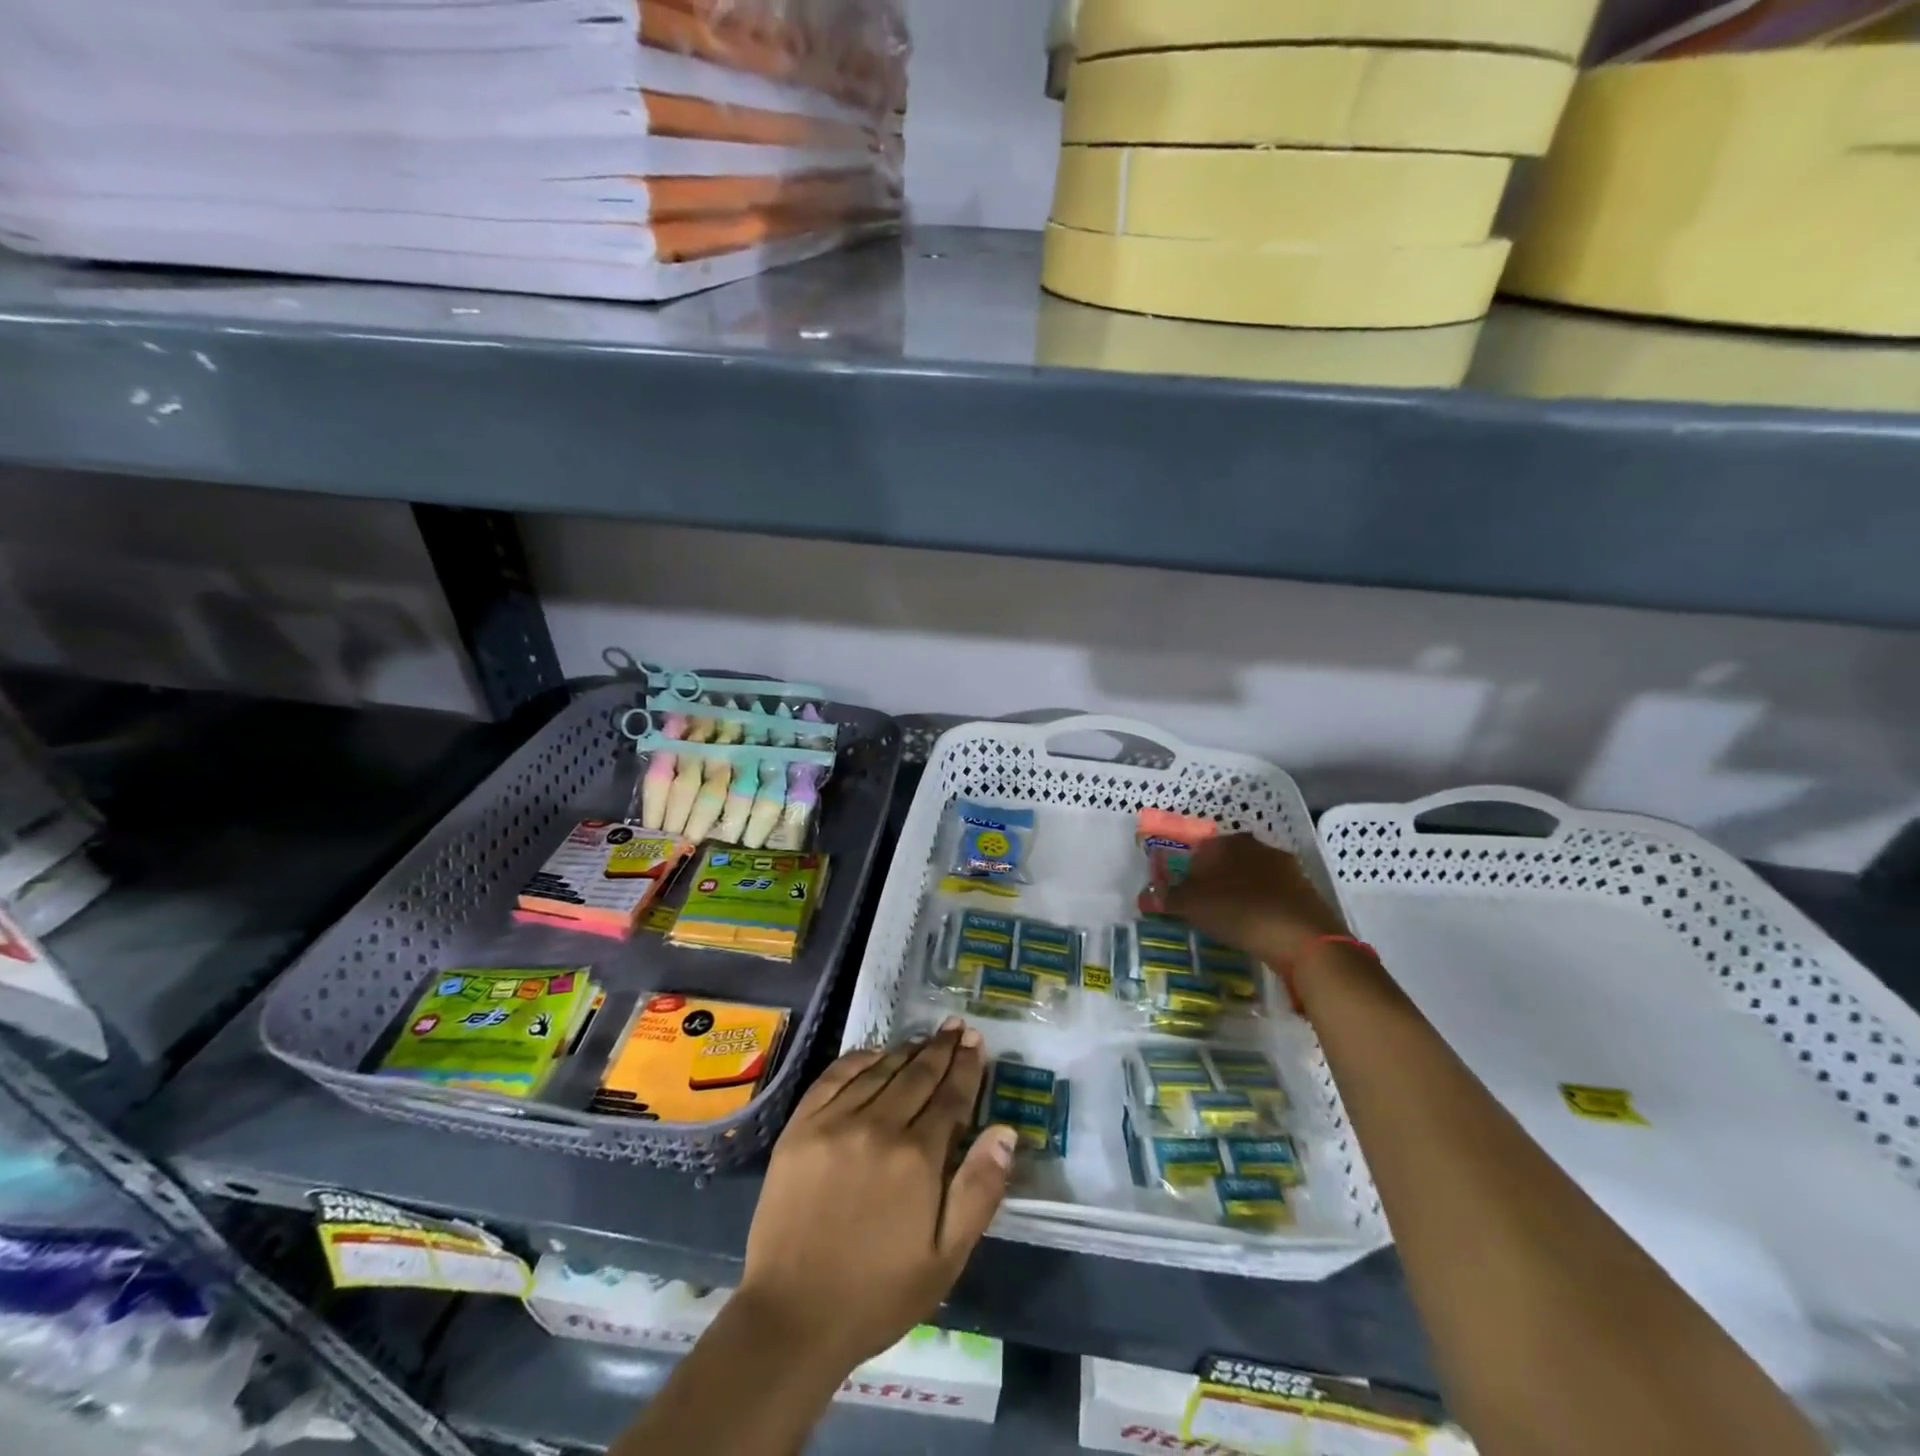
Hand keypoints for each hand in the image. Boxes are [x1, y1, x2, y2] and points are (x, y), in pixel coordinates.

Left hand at [738, 1019, 1015, 1371]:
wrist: (792, 1316)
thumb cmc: (878, 1293)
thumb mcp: (946, 1258)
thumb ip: (980, 1190)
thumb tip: (1005, 1131)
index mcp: (917, 1157)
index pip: (951, 1097)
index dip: (967, 1066)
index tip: (977, 1041)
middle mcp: (878, 1126)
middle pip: (918, 1074)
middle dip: (942, 1049)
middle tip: (957, 1027)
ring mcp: (835, 1121)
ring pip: (881, 1070)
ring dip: (908, 1050)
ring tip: (926, 1038)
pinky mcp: (800, 1126)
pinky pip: (835, 1076)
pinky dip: (860, 1059)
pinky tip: (875, 1053)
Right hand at [1143, 834, 1347, 966]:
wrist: (1306, 940)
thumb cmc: (1241, 913)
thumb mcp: (1194, 906)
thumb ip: (1168, 898)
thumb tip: (1145, 895)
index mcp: (1230, 842)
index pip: (1201, 848)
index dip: (1188, 871)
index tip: (1182, 894)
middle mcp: (1260, 847)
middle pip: (1228, 861)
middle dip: (1214, 881)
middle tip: (1203, 907)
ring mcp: (1288, 869)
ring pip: (1252, 877)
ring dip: (1239, 894)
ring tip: (1228, 920)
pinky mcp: (1306, 893)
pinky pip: (1273, 896)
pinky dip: (1261, 908)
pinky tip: (1256, 928)